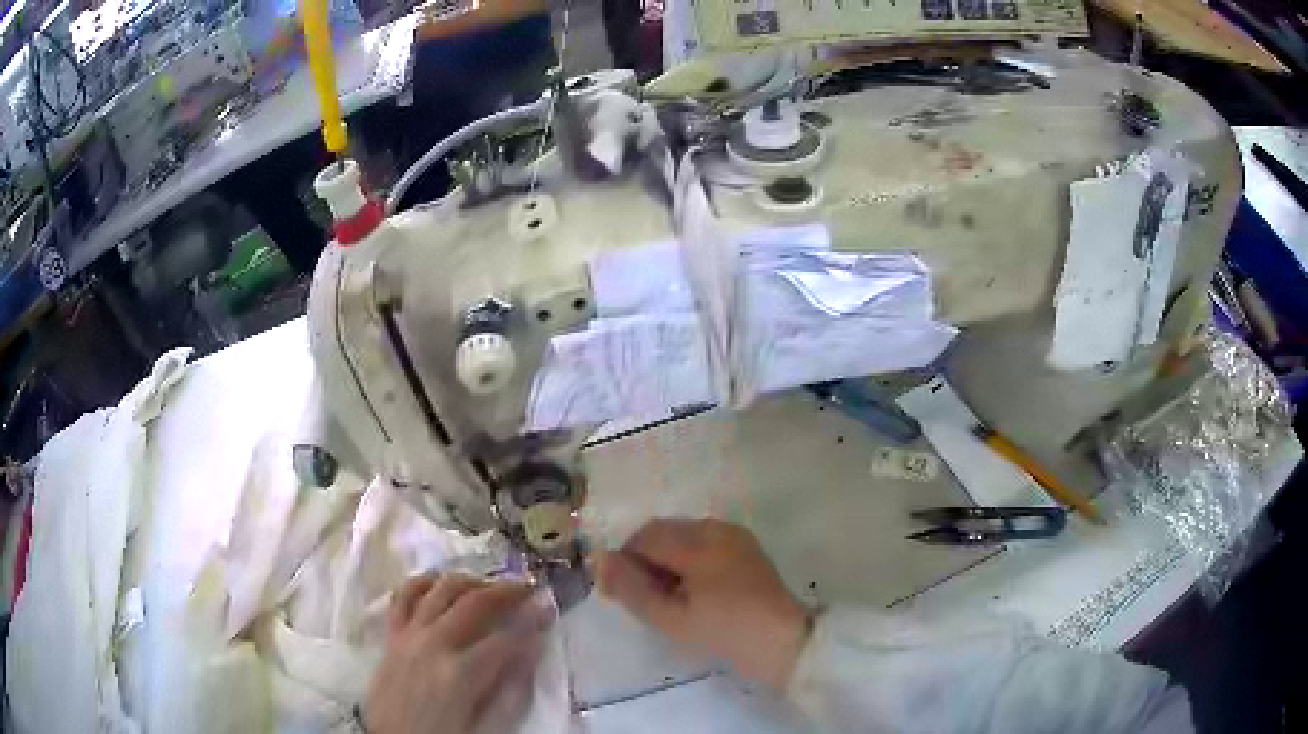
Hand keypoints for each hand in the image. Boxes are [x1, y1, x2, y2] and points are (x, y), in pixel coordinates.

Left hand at [364, 574, 551, 733]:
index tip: (550, 607)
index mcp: (462, 674)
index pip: (507, 637)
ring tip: (490, 586)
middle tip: (530, 587)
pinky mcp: (392, 635)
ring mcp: (410, 635)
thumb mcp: (489, 724)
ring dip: (471, 581)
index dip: (534, 620)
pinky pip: (404, 596)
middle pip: (476, 602)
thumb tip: (533, 651)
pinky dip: (424, 582)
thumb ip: (512, 689)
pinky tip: (441, 584)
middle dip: (509, 591)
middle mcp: (435, 644)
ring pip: (442, 589)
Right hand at [595, 519, 810, 691]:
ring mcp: (735, 536)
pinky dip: (688, 559)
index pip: (645, 537)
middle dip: (646, 558)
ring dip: (667, 559)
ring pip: (683, 536)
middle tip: (648, 599)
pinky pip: (704, 542)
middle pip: (664, 531)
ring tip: (672, 599)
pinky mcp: (746, 547)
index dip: (626, 561)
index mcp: (698, 541)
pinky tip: (694, 592)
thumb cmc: (725, 632)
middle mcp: (716, 528)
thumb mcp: (671, 619)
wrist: (785, 642)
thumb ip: (631, 588)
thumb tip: (600, 560)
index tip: (625, 593)